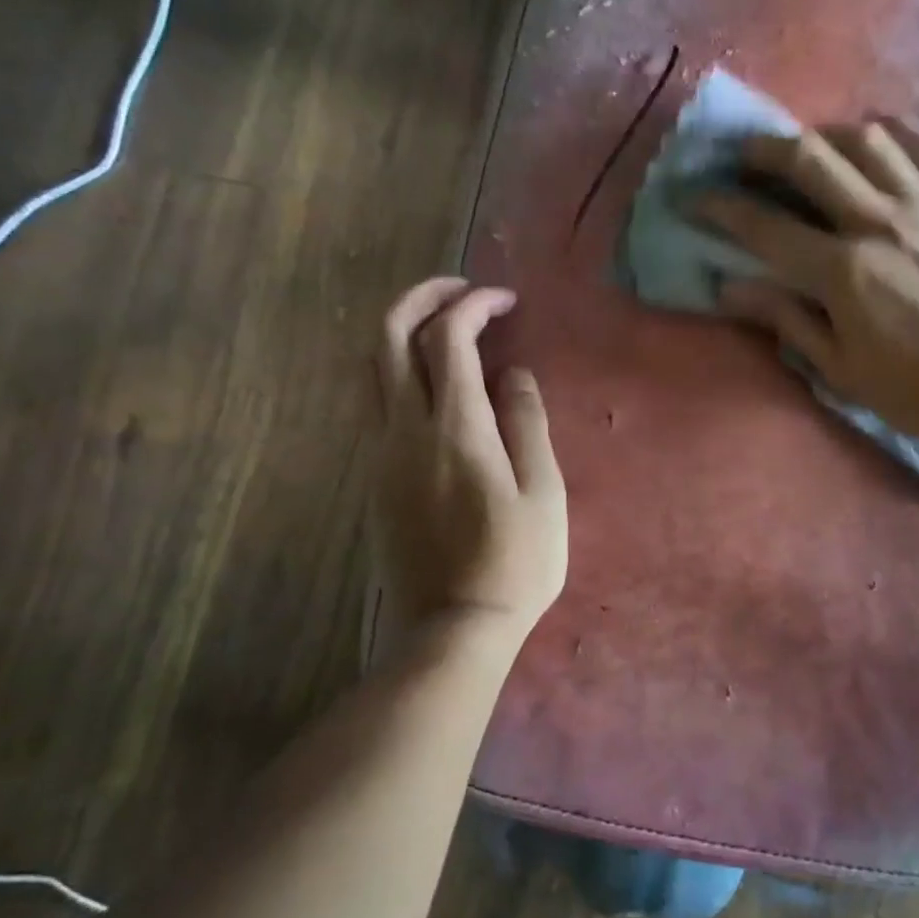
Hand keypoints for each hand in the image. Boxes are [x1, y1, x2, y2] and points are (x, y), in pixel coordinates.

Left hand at [369, 278, 567, 646]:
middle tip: (460, 290)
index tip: (505, 301)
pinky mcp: (376, 479)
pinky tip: (441, 391)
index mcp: (455, 429)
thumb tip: (513, 374)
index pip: (449, 339)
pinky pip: (380, 405)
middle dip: (422, 298)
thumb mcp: (543, 493)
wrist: (454, 627)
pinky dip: (404, 374)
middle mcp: (406, 430)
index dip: (474, 307)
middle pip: (389, 337)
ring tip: (448, 331)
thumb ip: (526, 423)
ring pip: (375, 370)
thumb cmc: (515, 563)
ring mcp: (383, 454)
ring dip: (405, 334)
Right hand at [698, 119, 918, 442]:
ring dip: (827, 135)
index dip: (721, 208)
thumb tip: (732, 288)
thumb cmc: (917, 388)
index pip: (765, 226)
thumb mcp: (841, 369)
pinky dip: (894, 133)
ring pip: (867, 139)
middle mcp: (879, 221)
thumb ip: (786, 320)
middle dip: (767, 149)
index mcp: (842, 271)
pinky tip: (879, 139)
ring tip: (813, 147)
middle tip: (746, 155)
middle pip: (811, 159)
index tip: (694, 197)